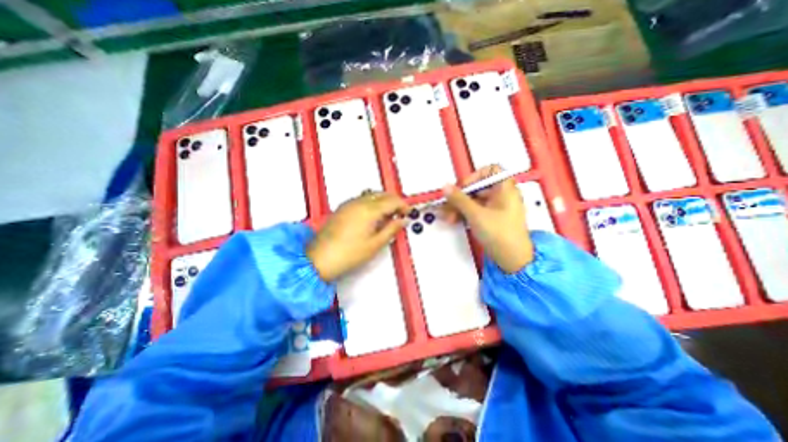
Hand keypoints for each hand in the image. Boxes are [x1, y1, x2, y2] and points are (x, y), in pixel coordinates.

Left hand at [305, 191, 408, 281]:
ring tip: (387, 216)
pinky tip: (372, 216)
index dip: (403, 205)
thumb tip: (402, 221)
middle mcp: (358, 202)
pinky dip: (372, 203)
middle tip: (400, 214)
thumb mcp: (375, 244)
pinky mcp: (342, 208)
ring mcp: (349, 204)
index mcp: (369, 210)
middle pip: (382, 194)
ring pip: (372, 194)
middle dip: (394, 201)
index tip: (408, 212)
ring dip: (383, 201)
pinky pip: (361, 199)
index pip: (392, 201)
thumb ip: (391, 229)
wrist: (320, 258)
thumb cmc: (347, 254)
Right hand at [441, 164, 531, 271]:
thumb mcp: (476, 214)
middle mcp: (502, 196)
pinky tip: (454, 220)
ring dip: (459, 207)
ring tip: (448, 216)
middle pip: (478, 188)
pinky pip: (476, 211)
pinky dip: (465, 214)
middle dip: (460, 197)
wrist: (512, 259)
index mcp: (505, 189)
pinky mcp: (491, 219)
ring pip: (474, 201)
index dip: (475, 176)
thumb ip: (459, 199)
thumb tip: (446, 187)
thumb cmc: (500, 234)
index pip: (491, 170)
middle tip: (448, 205)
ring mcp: (497, 208)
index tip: (463, 186)